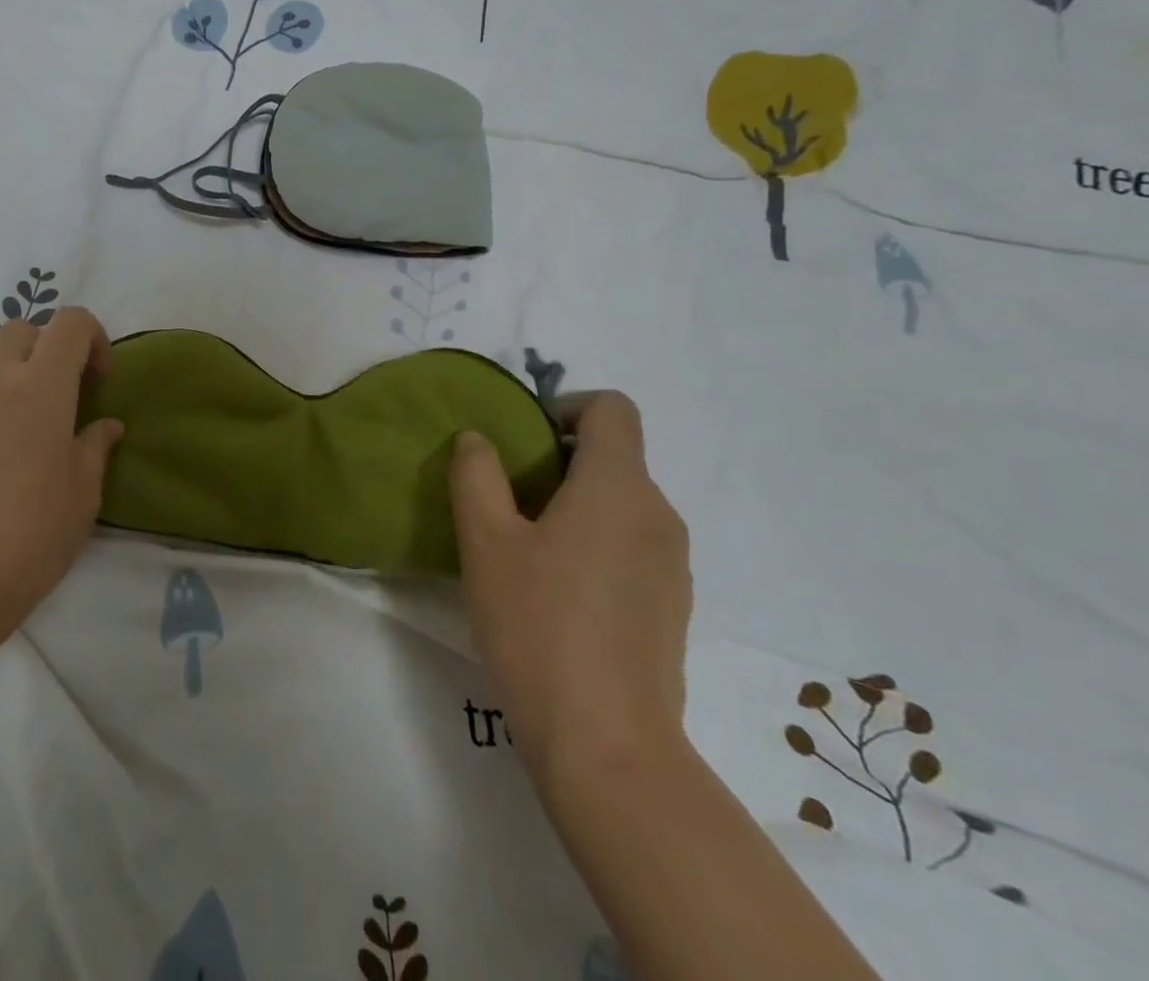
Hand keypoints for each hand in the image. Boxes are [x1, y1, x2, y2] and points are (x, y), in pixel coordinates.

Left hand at [0, 306, 124, 655]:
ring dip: (16, 383)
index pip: (70, 323)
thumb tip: (104, 426)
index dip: (93, 339)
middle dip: (49, 347)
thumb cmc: (30, 537)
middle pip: (22, 330)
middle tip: (64, 395)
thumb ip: (95, 447)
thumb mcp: (83, 495)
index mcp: (40, 389)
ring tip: (28, 441)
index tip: (98, 382)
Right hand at [448, 392, 690, 784]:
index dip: (566, 405)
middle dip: (559, 459)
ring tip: (525, 546)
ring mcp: (672, 564)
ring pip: (623, 503)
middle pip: (615, 456)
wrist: (606, 743)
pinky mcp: (672, 606)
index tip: (524, 439)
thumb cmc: (537, 623)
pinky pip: (632, 545)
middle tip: (506, 496)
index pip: (611, 408)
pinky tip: (557, 591)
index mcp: (618, 486)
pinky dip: (596, 542)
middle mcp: (658, 514)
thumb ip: (476, 474)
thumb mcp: (484, 540)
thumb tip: (479, 440)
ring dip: (576, 503)